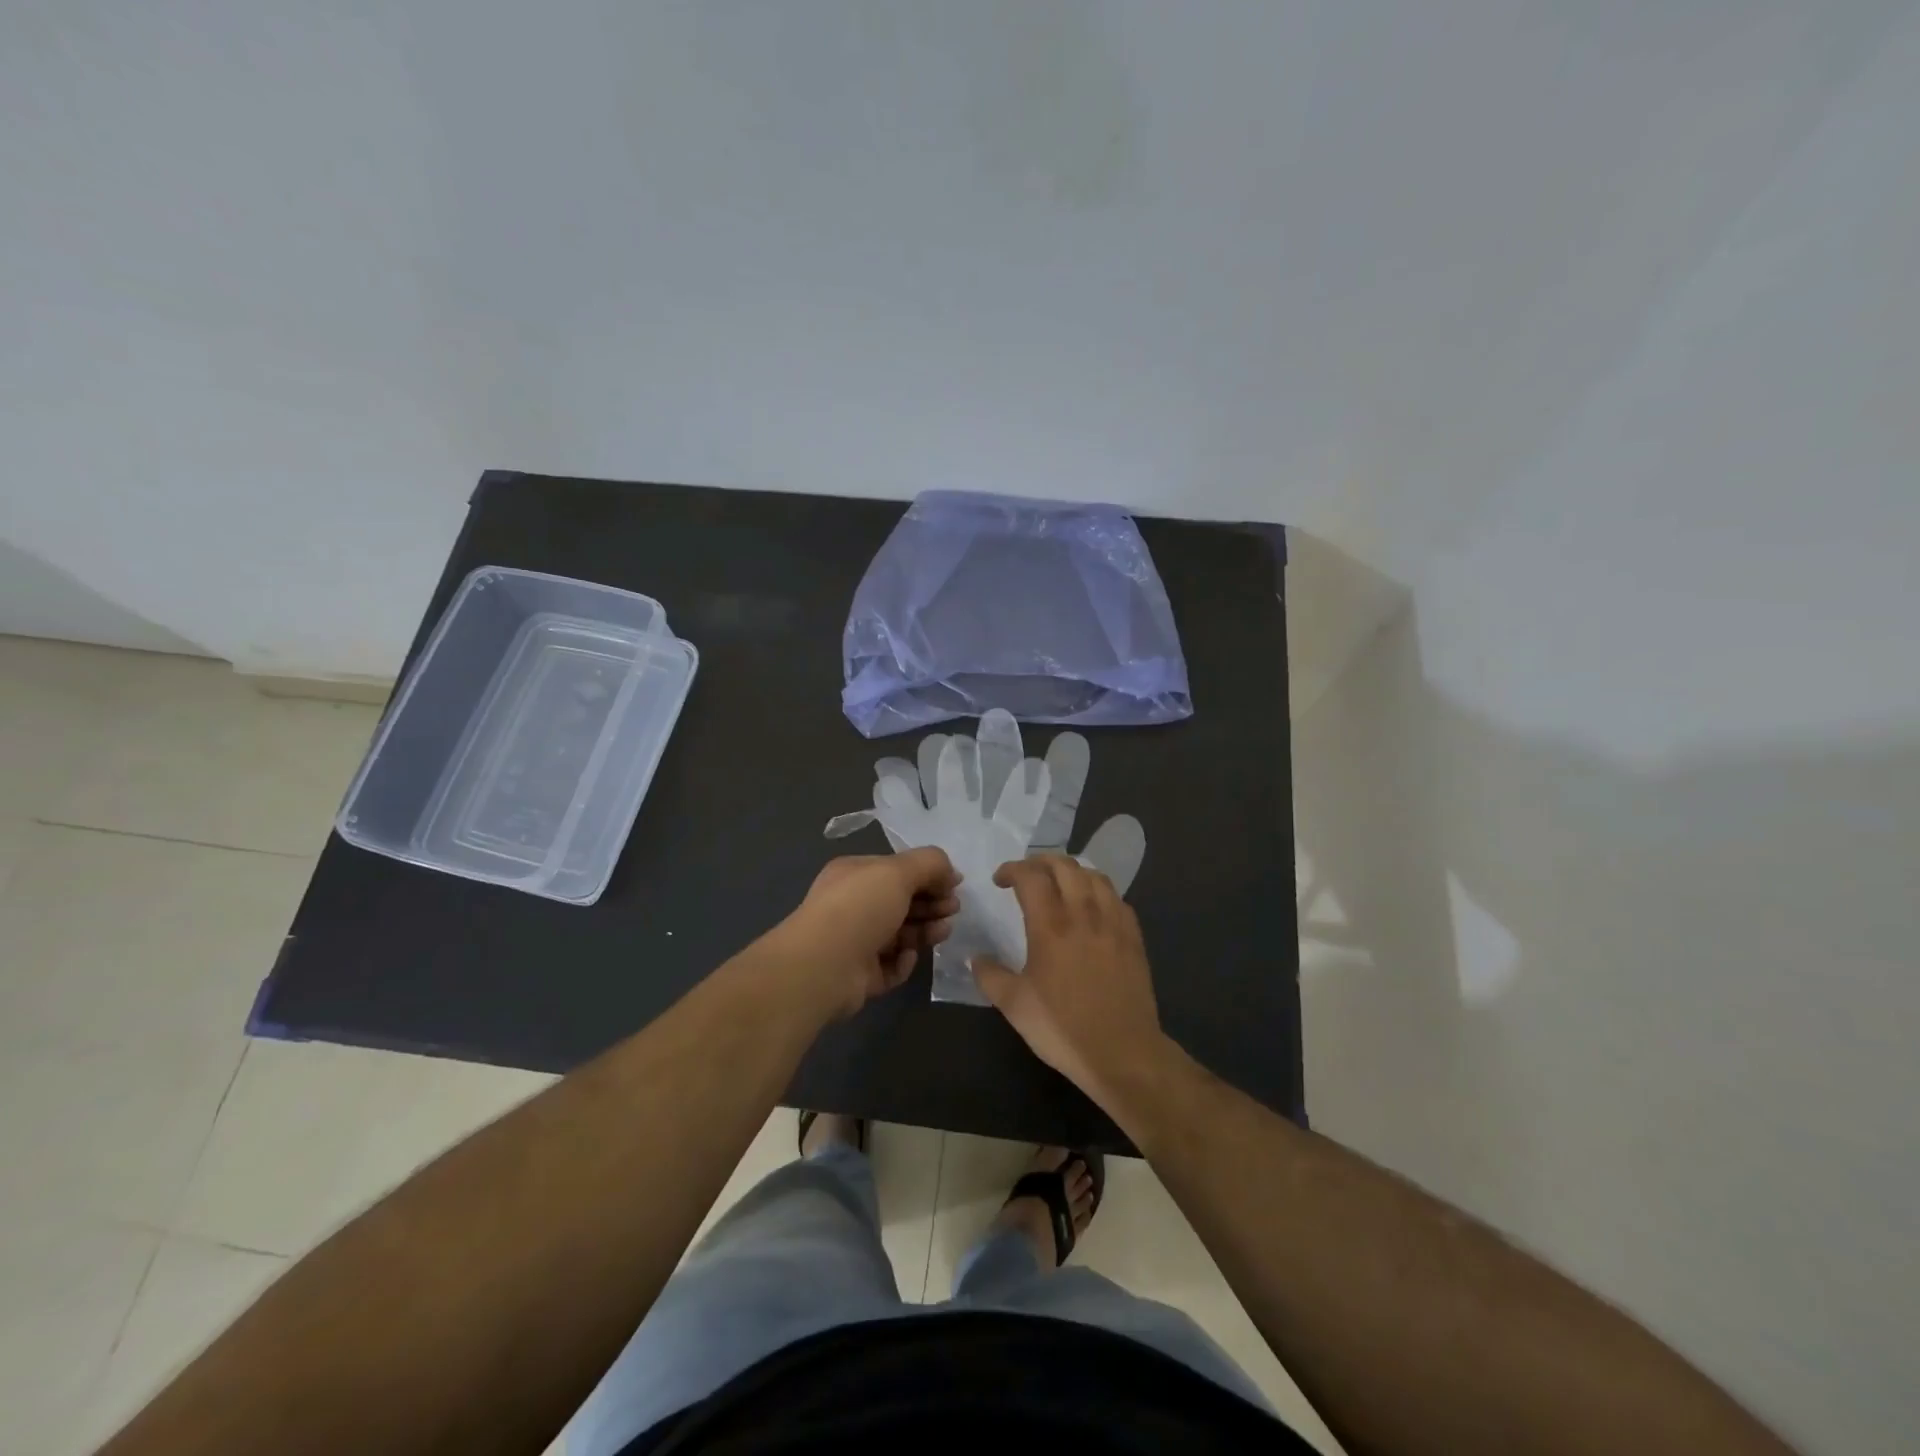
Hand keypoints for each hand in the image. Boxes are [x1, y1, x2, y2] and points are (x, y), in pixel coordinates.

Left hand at [772, 848, 961, 1017]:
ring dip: (925, 930)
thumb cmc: (860, 908)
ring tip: (943, 931)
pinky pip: (890, 965)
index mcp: (855, 875)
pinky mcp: (860, 975)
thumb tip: (951, 873)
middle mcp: (853, 905)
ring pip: (900, 934)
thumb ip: (929, 864)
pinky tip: (908, 956)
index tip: (955, 885)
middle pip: (901, 902)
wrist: (822, 967)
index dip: (928, 875)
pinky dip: (903, 961)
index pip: (897, 870)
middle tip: (953, 909)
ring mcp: (855, 942)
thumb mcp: (897, 871)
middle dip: (931, 903)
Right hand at [971, 856, 1168, 1109]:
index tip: (1000, 880)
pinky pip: (1117, 898)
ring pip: (1095, 876)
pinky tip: (1093, 907)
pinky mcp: (1133, 937)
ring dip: (1073, 871)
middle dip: (1041, 861)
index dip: (1012, 869)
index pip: (1031, 876)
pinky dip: (1099, 891)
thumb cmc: (1063, 1028)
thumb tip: (974, 958)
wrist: (1122, 1052)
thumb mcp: (1014, 1005)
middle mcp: (1083, 913)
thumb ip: (990, 976)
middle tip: (1027, 874)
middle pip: (1065, 866)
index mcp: (1051, 925)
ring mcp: (1113, 923)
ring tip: (1060, 884)